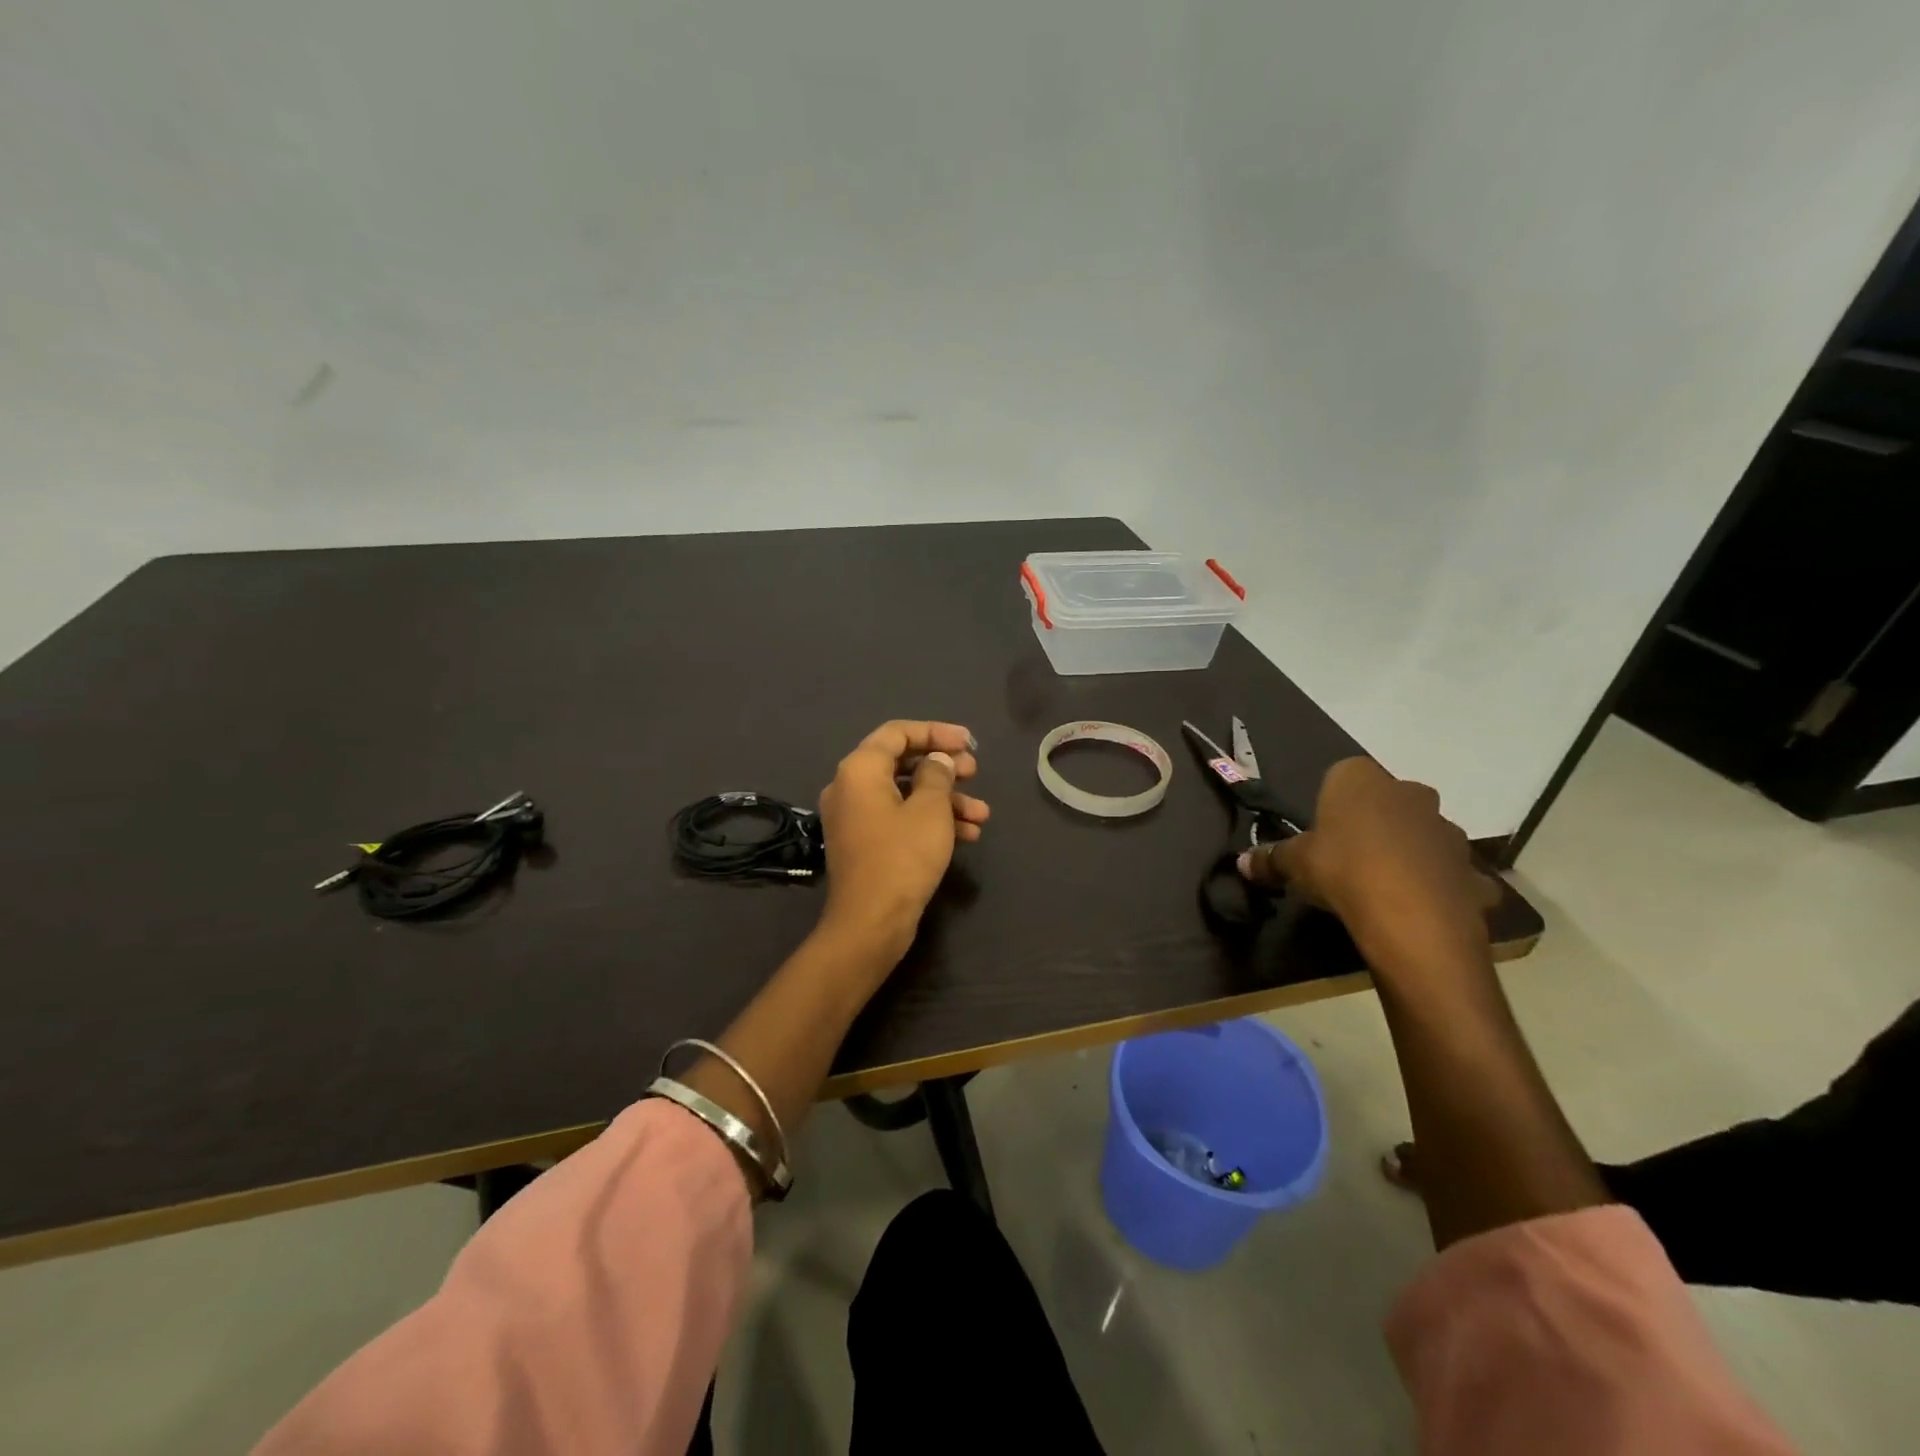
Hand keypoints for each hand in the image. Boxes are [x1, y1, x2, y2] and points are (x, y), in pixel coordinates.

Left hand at [816, 720, 990, 963]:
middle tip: (975, 773)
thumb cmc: (902, 857)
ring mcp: (856, 818)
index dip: (936, 732)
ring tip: (982, 813)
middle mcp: (850, 787)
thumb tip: (937, 761)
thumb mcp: (930, 810)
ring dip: (945, 800)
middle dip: (944, 767)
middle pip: (902, 762)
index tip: (969, 742)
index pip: (898, 733)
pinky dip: (930, 821)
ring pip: (905, 795)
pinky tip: (968, 835)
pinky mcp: (866, 844)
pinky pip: (899, 819)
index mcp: (860, 770)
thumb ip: (937, 775)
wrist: (871, 924)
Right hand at [1239, 757, 1496, 974]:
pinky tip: (1420, 910)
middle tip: (1350, 859)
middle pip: (1387, 802)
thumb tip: (1241, 862)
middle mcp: (1408, 792)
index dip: (1331, 805)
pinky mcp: (1471, 868)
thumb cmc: (1342, 870)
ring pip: (1422, 835)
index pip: (1341, 777)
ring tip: (1385, 888)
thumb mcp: (1293, 864)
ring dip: (1409, 853)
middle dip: (1374, 823)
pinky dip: (1440, 888)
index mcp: (1360, 779)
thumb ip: (1270, 859)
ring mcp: (1446, 829)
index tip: (1321, 835)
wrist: (1412, 917)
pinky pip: (1451, 874)